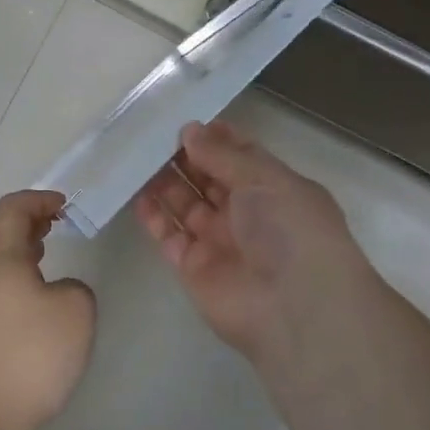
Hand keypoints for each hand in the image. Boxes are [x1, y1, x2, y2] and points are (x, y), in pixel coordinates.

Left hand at [0, 189, 96, 429]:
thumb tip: (57, 291)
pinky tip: (30, 315)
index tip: (64, 207)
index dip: (40, 199)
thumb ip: (75, 288)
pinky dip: (11, 288)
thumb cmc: (27, 357)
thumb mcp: (76, 314)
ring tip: (47, 268)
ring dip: (20, 259)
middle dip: (31, 228)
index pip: (12, 209)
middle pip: (0, 237)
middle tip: (58, 229)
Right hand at [135, 120, 383, 362]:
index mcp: (272, 189)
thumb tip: (190, 130)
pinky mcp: (193, 268)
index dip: (214, 139)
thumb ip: (223, 154)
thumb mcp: (264, 178)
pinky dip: (153, 217)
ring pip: (185, 205)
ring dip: (164, 183)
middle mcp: (246, 214)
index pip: (240, 157)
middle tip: (151, 136)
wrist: (293, 307)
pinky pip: (169, 237)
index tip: (184, 122)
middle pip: (208, 179)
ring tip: (136, 158)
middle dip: (184, 158)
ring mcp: (218, 241)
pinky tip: (136, 194)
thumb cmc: (289, 229)